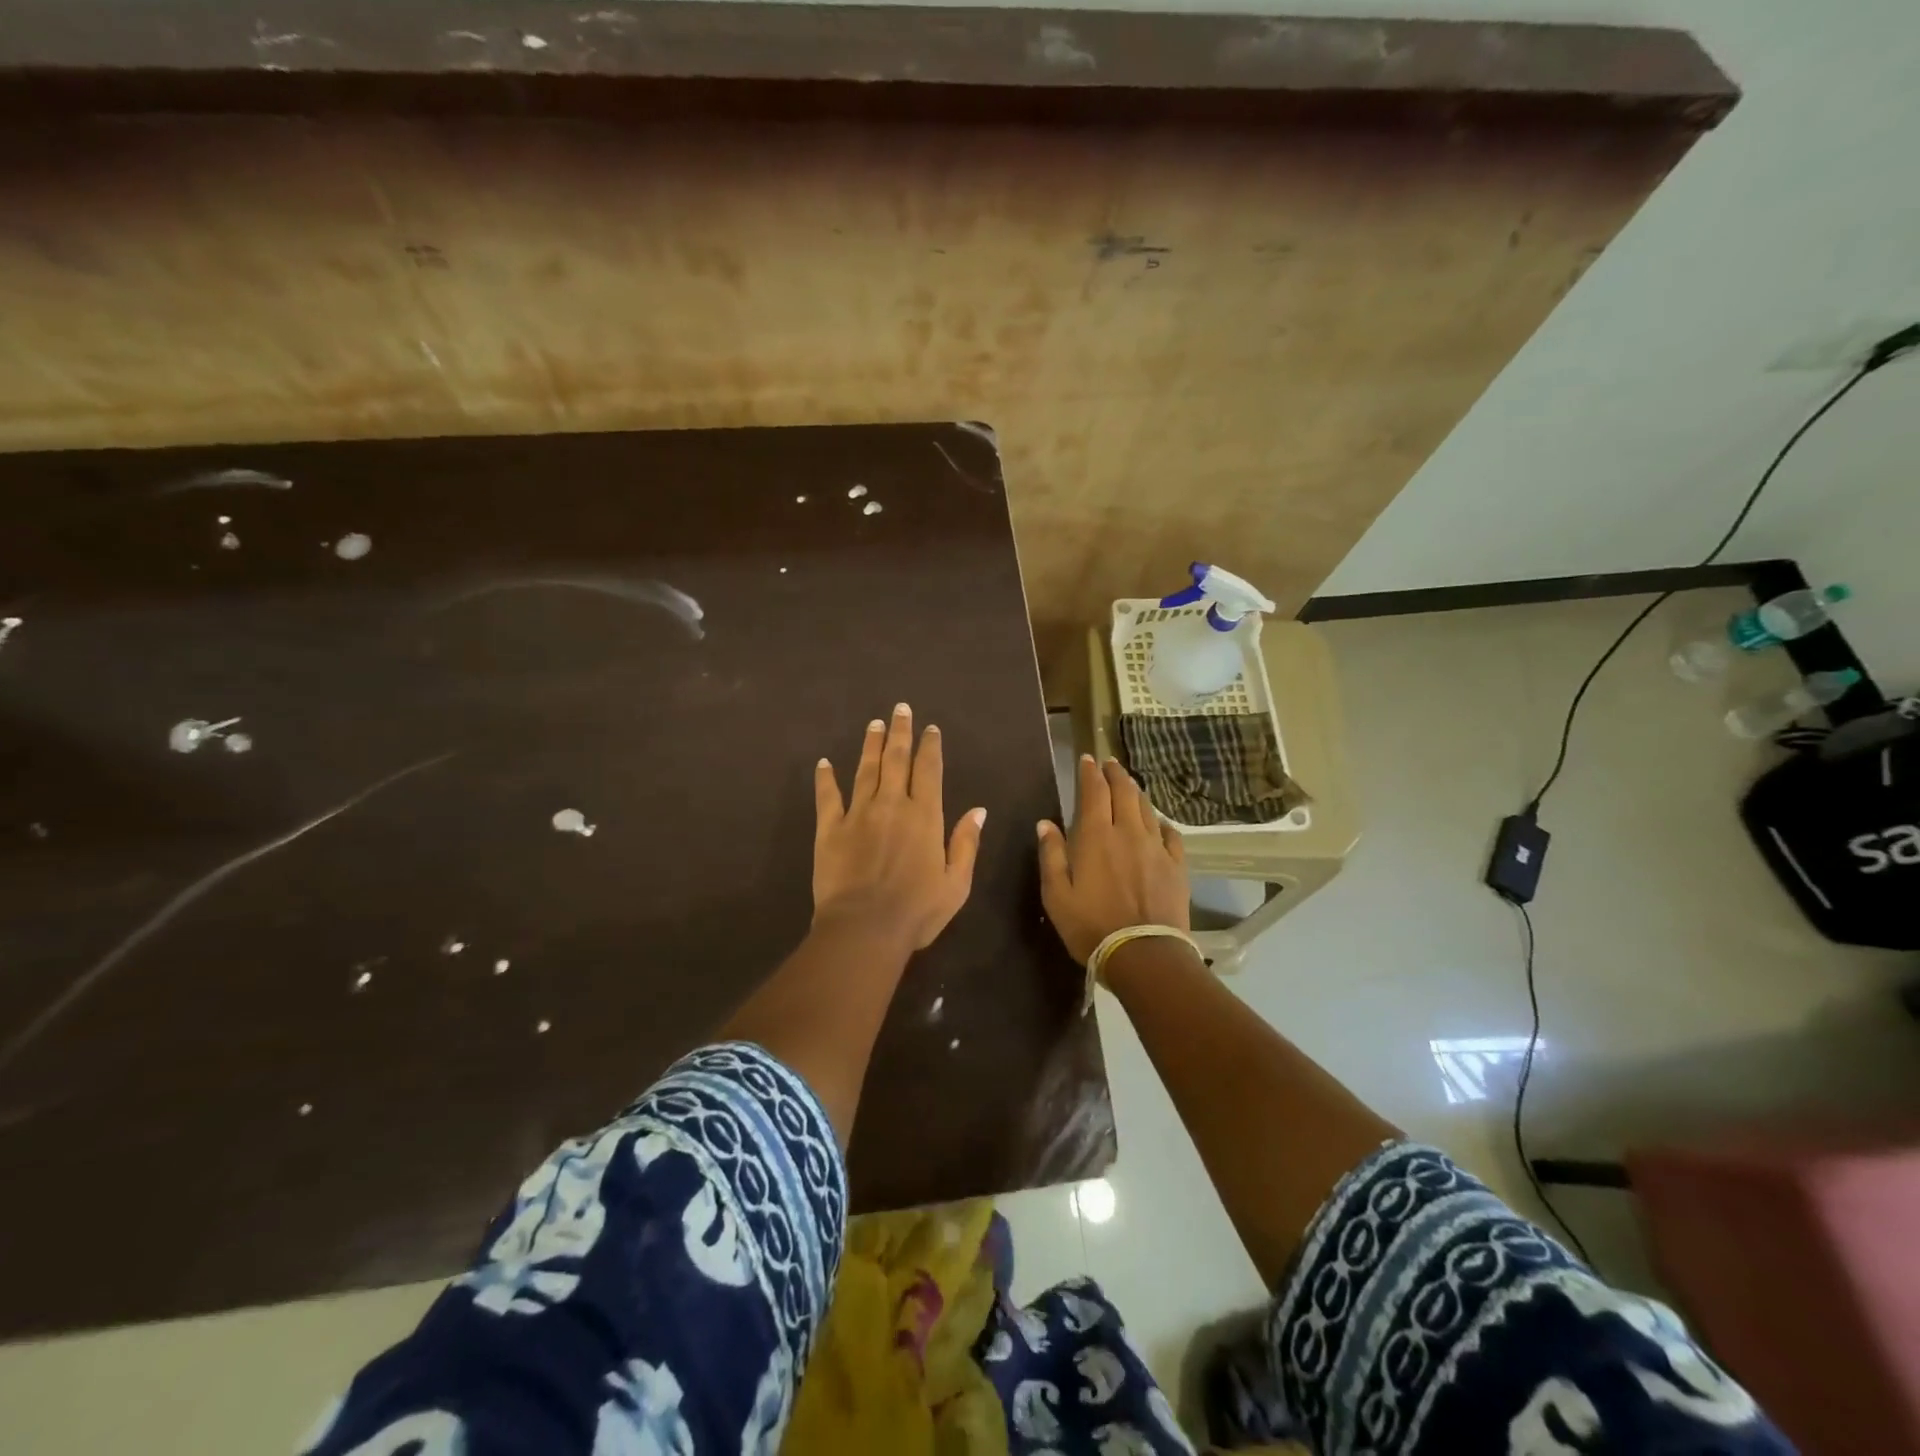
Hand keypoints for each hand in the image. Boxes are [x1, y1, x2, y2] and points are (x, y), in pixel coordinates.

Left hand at [813, 703, 986, 951]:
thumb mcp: (956, 882)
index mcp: (924, 816)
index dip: (930, 747)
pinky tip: (824, 763)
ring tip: (874, 723)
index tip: (930, 728)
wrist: (864, 928)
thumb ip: (966, 843)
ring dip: (870, 745)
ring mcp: (858, 814)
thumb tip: (978, 810)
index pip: (928, 771)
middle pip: (896, 759)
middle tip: (900, 709)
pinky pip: (827, 796)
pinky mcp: (830, 829)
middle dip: (900, 732)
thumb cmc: (917, 910)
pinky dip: (825, 778)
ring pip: (865, 770)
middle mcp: (891, 805)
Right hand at [1037, 755, 1189, 964]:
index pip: (1094, 791)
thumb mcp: (1056, 895)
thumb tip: (1046, 823)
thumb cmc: (1091, 926)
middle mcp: (1128, 832)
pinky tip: (1158, 823)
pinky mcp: (1176, 866)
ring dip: (1136, 792)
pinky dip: (1161, 822)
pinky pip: (1170, 834)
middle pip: (1124, 791)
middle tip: (1109, 763)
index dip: (1089, 772)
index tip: (1086, 759)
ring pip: (1147, 808)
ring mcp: (1156, 848)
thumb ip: (1051, 855)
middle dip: (1115, 773)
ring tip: (1129, 784)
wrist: (1144, 955)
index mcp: (1096, 836)